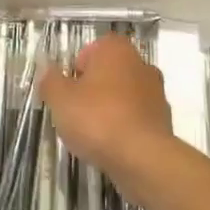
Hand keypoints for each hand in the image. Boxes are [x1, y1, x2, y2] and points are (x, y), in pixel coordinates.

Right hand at [38, 33, 174, 185]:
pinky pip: (136, 118)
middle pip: (108, 72)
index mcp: (116, 49)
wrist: (143, 159)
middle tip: (76, 111)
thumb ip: (50, 80)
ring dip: (109, 108)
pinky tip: (112, 145)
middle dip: (93, 89)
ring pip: (123, 95)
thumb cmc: (97, 119)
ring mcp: (156, 93)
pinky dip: (124, 127)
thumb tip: (45, 68)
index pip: (91, 49)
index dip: (76, 69)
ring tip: (93, 133)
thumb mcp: (60, 99)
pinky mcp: (164, 121)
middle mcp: (141, 64)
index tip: (68, 91)